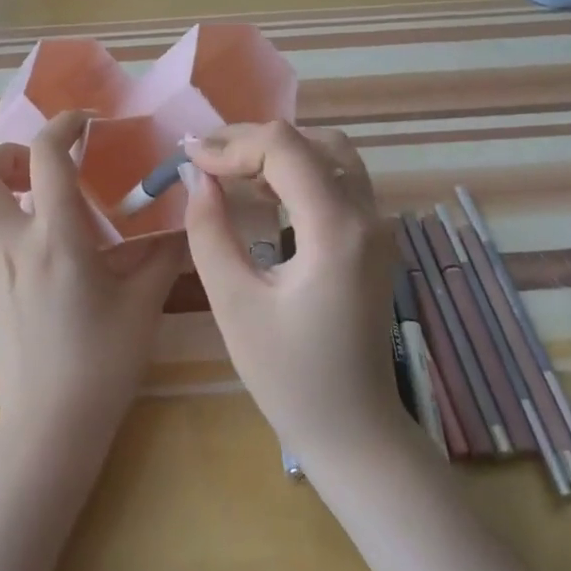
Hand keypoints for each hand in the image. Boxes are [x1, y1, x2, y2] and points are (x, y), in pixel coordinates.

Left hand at [0, 112, 186, 456]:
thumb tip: (185, 218)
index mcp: (56, 239)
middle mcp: (13, 244)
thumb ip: (164, 253)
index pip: (45, 157)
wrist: (51, 424)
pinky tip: (30, 234)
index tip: (87, 124)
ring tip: (28, 191)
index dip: (63, 125)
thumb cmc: (102, 362)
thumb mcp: (143, 303)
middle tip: (41, 164)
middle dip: (4, 153)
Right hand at [181, 122, 401, 464]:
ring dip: (280, 151)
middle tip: (206, 158)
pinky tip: (265, 191)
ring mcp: (379, 227)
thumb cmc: (290, 377)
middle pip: (313, 142)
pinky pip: (340, 180)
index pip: (285, 150)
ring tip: (231, 170)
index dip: (232, 145)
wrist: (354, 430)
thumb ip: (210, 232)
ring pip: (332, 154)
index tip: (190, 158)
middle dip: (254, 141)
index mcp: (337, 230)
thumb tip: (199, 179)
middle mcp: (368, 216)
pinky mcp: (375, 240)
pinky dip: (300, 171)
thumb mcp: (235, 304)